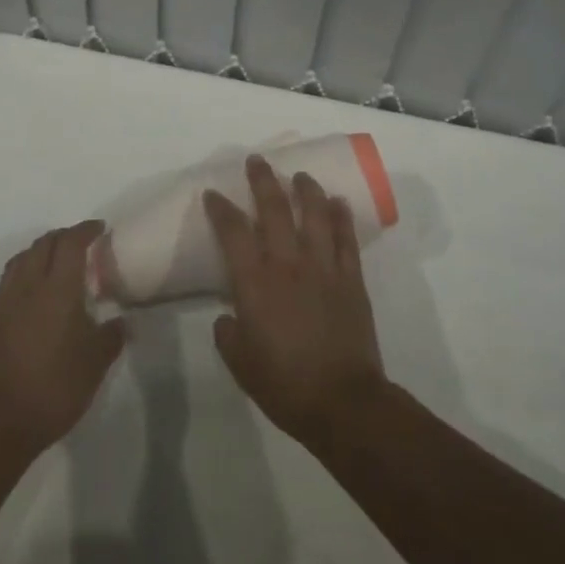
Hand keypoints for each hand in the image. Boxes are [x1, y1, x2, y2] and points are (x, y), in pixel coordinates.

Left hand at [0, 221, 125, 456]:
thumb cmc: (54, 388)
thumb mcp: (95, 365)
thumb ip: (111, 337)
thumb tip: (122, 322)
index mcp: (58, 288)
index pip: (71, 242)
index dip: (85, 230)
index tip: (99, 228)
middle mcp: (27, 285)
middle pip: (43, 244)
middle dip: (62, 237)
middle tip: (79, 244)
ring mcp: (1, 301)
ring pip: (20, 259)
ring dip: (38, 252)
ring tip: (52, 263)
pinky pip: (4, 284)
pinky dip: (20, 276)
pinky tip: (27, 295)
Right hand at [204, 156, 386, 451]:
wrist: (342, 402)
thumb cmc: (284, 384)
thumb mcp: (240, 363)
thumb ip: (228, 334)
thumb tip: (228, 317)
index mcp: (255, 283)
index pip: (233, 232)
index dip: (220, 209)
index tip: (213, 194)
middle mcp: (288, 264)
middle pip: (274, 209)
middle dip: (263, 180)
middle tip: (257, 161)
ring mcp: (323, 268)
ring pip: (314, 215)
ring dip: (306, 190)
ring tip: (300, 175)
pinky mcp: (351, 279)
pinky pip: (346, 239)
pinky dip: (342, 217)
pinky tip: (338, 202)